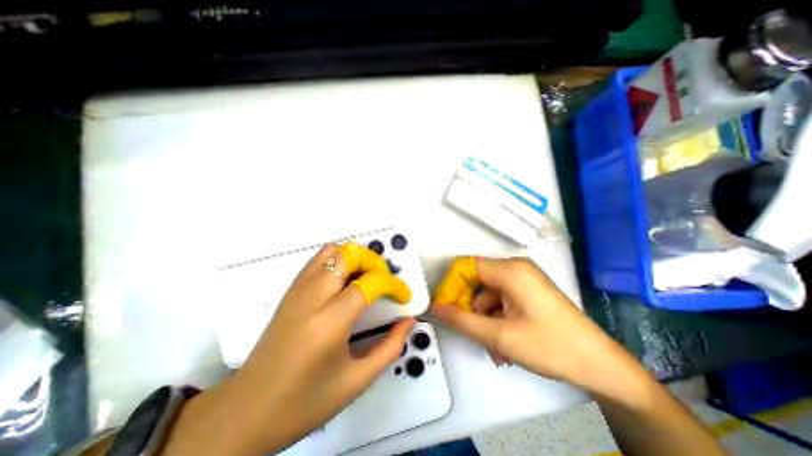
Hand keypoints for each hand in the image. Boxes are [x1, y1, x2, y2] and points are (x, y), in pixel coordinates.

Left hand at [160, 243, 412, 455]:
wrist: (246, 412)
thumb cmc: (305, 402)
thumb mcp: (357, 381)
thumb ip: (390, 347)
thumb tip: (409, 321)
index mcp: (330, 321)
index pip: (370, 282)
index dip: (393, 284)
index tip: (403, 296)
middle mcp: (312, 297)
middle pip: (349, 254)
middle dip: (374, 262)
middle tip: (384, 282)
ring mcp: (298, 290)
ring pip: (332, 250)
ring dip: (356, 258)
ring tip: (367, 278)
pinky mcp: (290, 290)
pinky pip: (319, 260)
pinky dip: (338, 260)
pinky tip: (345, 281)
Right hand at [435, 256, 622, 387]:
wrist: (602, 365)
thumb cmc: (551, 347)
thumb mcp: (500, 336)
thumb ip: (462, 320)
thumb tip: (435, 308)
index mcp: (509, 270)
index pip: (465, 266)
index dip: (450, 286)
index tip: (445, 309)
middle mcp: (515, 267)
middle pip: (475, 280)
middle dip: (469, 307)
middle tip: (470, 333)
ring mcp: (523, 278)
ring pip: (487, 293)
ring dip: (484, 319)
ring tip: (494, 348)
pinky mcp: (528, 289)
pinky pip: (501, 298)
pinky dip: (496, 318)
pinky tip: (503, 342)